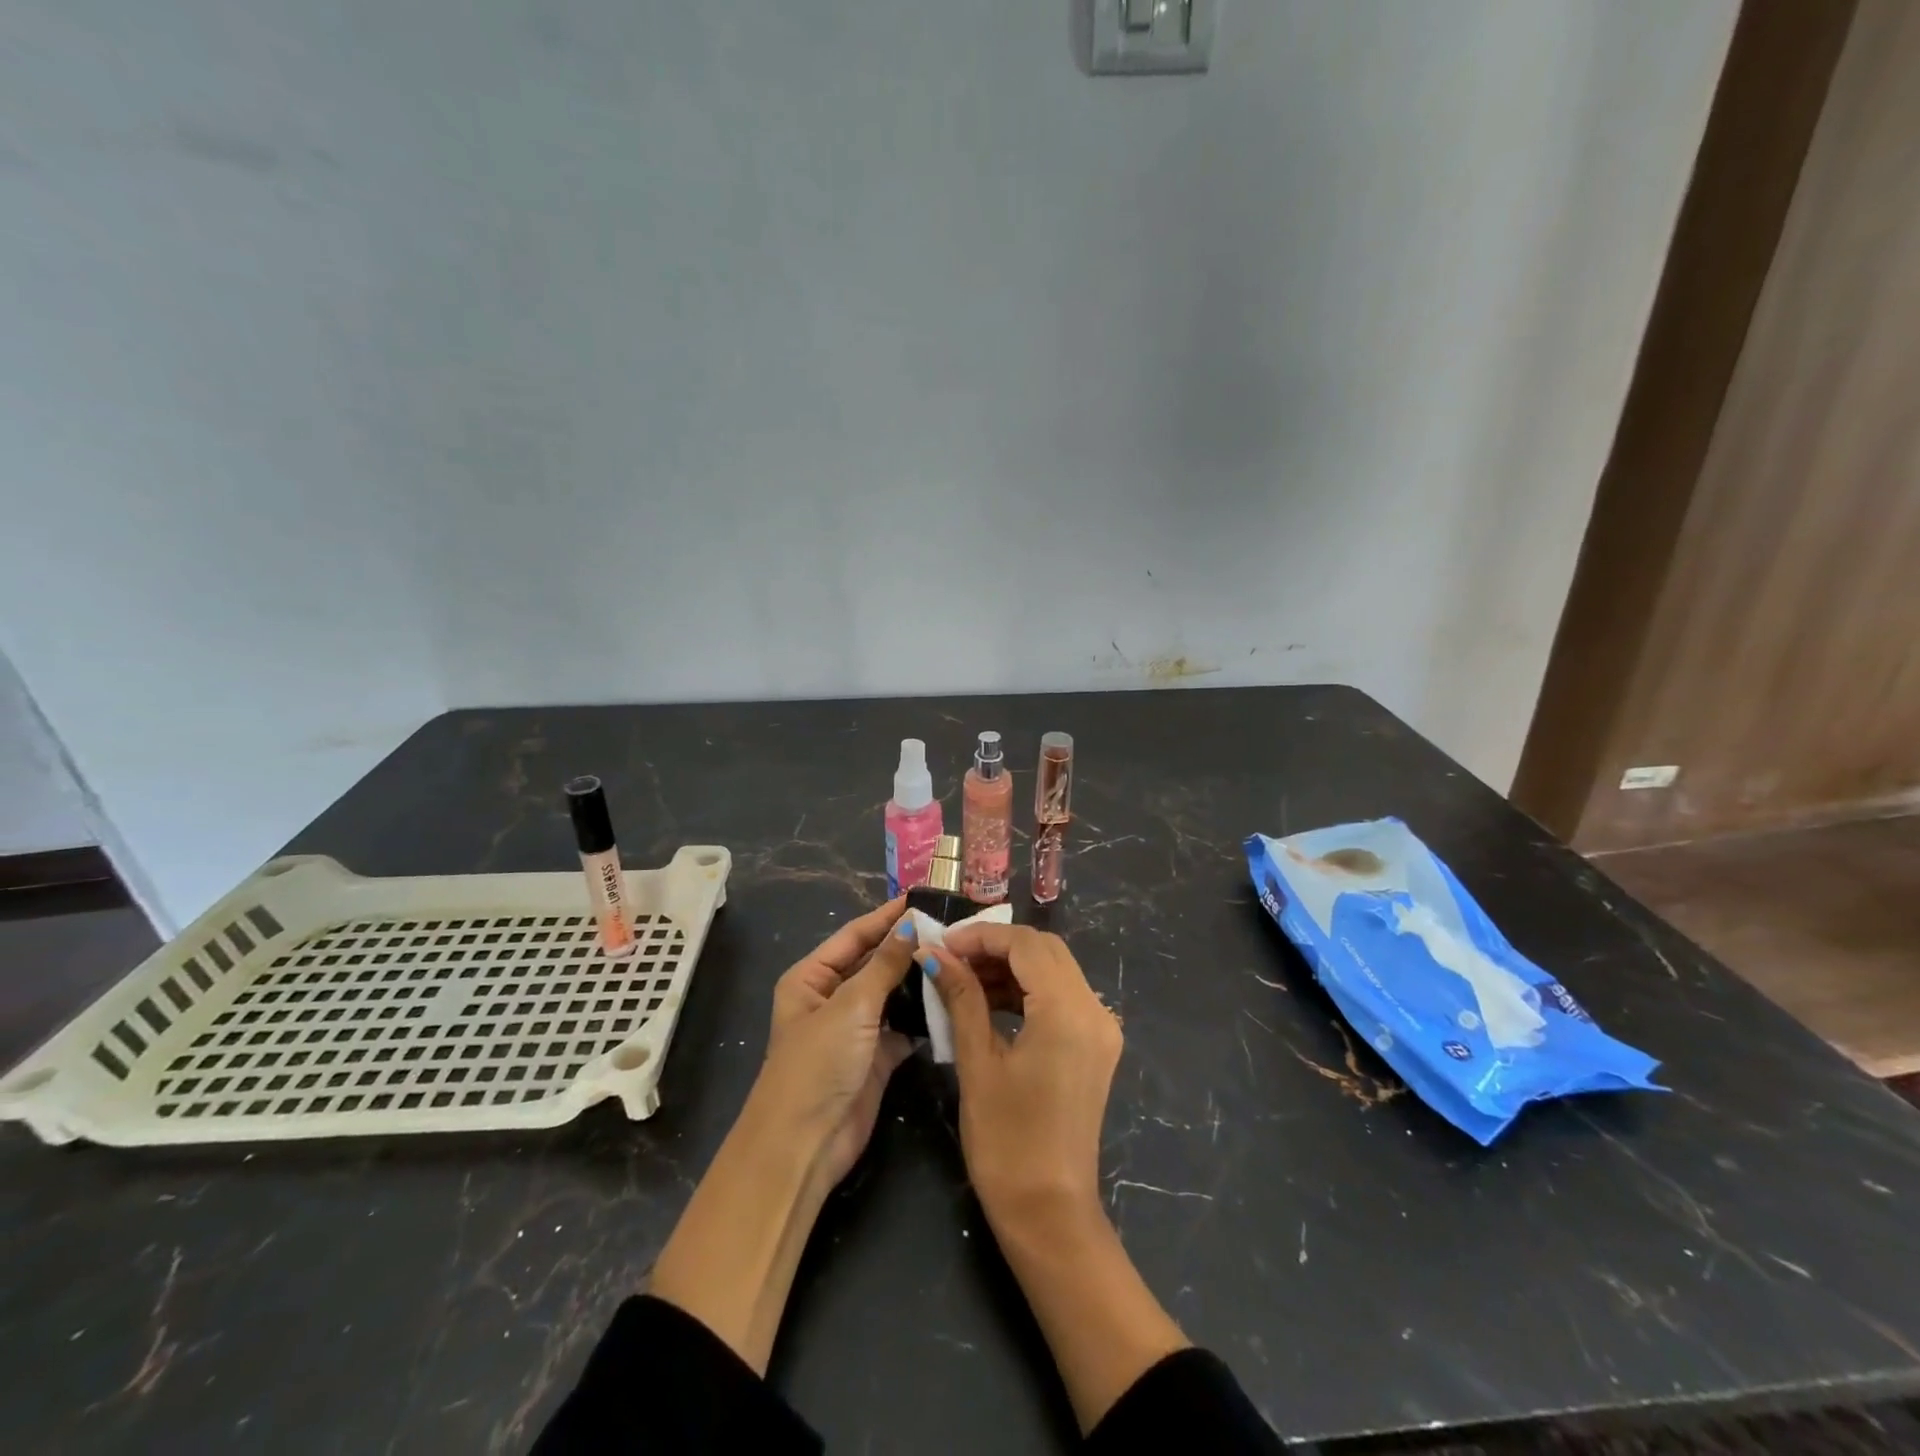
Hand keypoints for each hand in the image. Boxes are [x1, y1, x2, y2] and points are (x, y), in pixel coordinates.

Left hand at [648, 898, 917, 1374]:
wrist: (804, 1145)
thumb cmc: (818, 1063)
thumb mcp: (851, 1006)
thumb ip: (884, 965)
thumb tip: (911, 925)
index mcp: (812, 978)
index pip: (854, 936)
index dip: (886, 917)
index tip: (922, 898)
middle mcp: (833, 997)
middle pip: (875, 962)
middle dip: (908, 946)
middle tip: (951, 927)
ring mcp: (856, 1028)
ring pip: (892, 993)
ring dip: (919, 979)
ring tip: (959, 956)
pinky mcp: (877, 1056)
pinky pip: (904, 1026)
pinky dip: (924, 1015)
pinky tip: (953, 998)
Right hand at [920, 923, 1121, 1227]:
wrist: (1050, 1214)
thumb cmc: (1007, 1141)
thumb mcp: (978, 1062)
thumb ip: (961, 997)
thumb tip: (934, 954)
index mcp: (1068, 1011)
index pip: (1025, 944)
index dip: (981, 936)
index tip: (942, 945)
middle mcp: (1094, 1010)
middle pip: (1045, 950)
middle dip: (996, 946)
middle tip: (951, 959)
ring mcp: (1101, 1028)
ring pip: (1055, 970)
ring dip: (1011, 966)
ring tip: (964, 978)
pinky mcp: (1096, 1046)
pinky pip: (1062, 997)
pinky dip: (1028, 989)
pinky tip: (991, 1001)